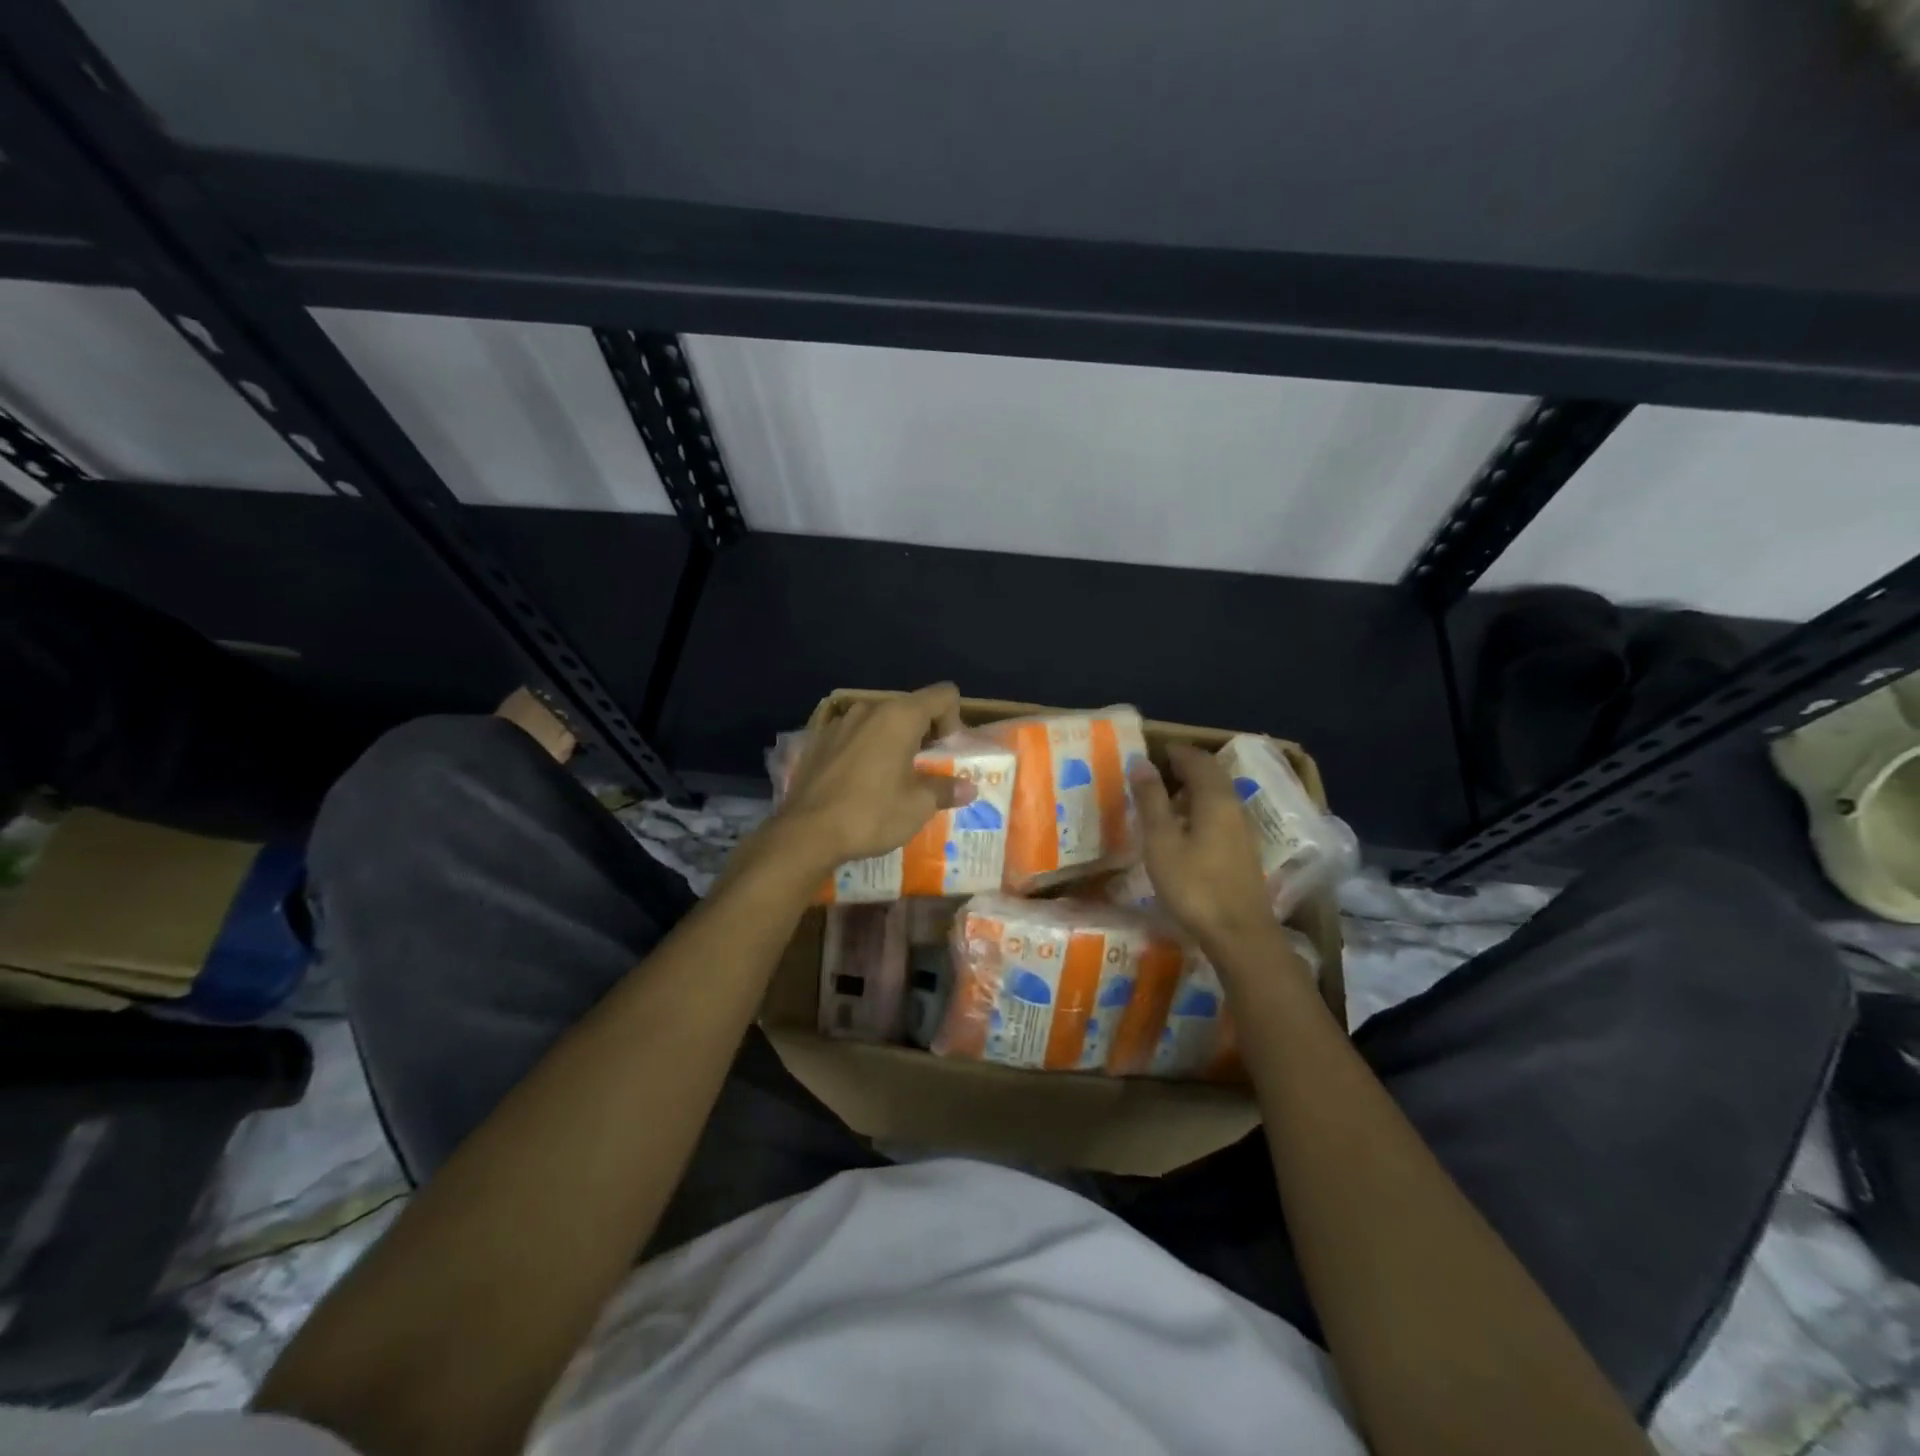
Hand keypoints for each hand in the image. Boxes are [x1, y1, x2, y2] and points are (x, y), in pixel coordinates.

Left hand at [776, 683, 975, 865]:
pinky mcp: (818, 741)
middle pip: (910, 707)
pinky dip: (865, 750)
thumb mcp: (917, 807)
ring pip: (879, 722)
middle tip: (925, 770)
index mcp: (899, 716)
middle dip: (924, 733)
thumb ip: (945, 790)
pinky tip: (860, 783)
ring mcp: (839, 723)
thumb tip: (969, 787)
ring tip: (892, 778)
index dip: (954, 719)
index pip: (943, 695)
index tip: (947, 753)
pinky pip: (854, 736)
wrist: (805, 833)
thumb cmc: (870, 814)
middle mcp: (869, 709)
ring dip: (893, 742)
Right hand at [1130, 744, 1277, 954]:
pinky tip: (1185, 828)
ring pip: (1218, 795)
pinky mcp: (1244, 851)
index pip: (1198, 760)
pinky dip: (1202, 808)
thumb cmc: (1193, 884)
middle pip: (1212, 775)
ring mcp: (1243, 830)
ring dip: (1194, 789)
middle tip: (1156, 771)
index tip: (1152, 751)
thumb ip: (1151, 800)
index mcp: (1215, 798)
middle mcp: (1234, 807)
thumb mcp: (1161, 840)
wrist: (1239, 934)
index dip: (1175, 751)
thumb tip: (1141, 762)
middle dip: (1186, 767)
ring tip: (1165, 798)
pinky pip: (1222, 815)